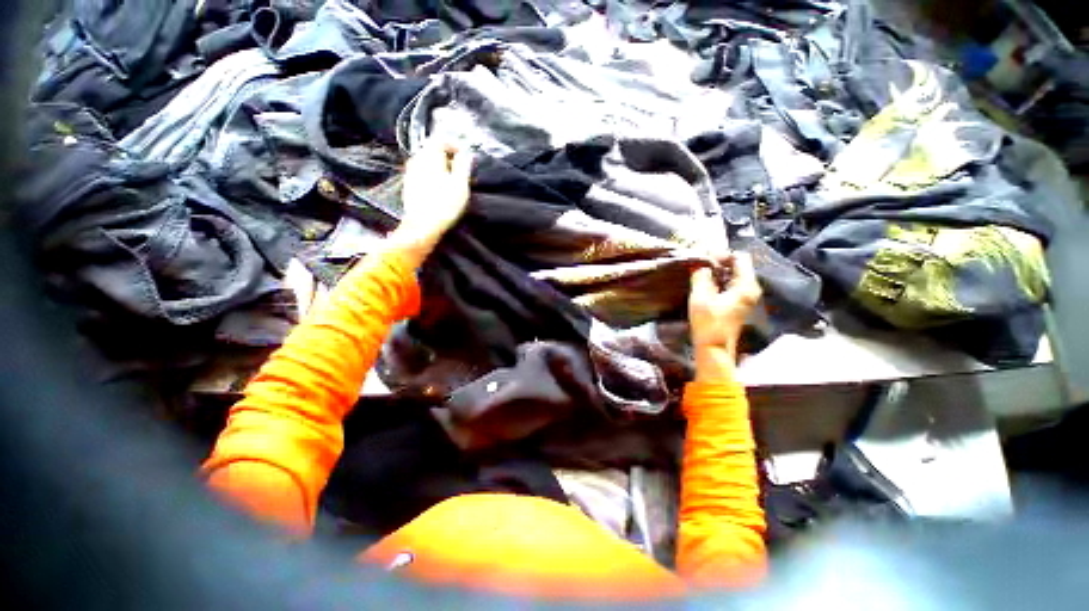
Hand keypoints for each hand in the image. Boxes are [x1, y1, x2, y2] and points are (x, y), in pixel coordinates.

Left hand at [388, 140, 472, 259]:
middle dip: (449, 158)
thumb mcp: (460, 184)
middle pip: (433, 151)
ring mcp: (410, 173)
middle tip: (462, 173)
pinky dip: (433, 177)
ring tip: (453, 183)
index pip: (440, 139)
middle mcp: (416, 160)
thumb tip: (466, 153)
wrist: (422, 226)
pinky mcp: (409, 186)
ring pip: (427, 163)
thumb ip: (463, 165)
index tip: (465, 157)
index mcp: (429, 156)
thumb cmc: (444, 205)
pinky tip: (441, 191)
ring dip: (441, 169)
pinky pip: (423, 174)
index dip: (455, 145)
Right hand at [688, 252, 761, 382]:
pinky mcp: (739, 302)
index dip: (721, 254)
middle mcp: (751, 288)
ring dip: (717, 271)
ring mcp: (746, 296)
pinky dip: (719, 280)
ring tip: (699, 273)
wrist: (714, 348)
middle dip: (718, 262)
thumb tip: (700, 262)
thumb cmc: (708, 323)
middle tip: (699, 265)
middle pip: (738, 264)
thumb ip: (701, 276)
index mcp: (746, 286)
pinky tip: (705, 284)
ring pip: (733, 274)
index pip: (740, 257)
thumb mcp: (700, 297)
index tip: (704, 258)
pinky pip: (731, 283)